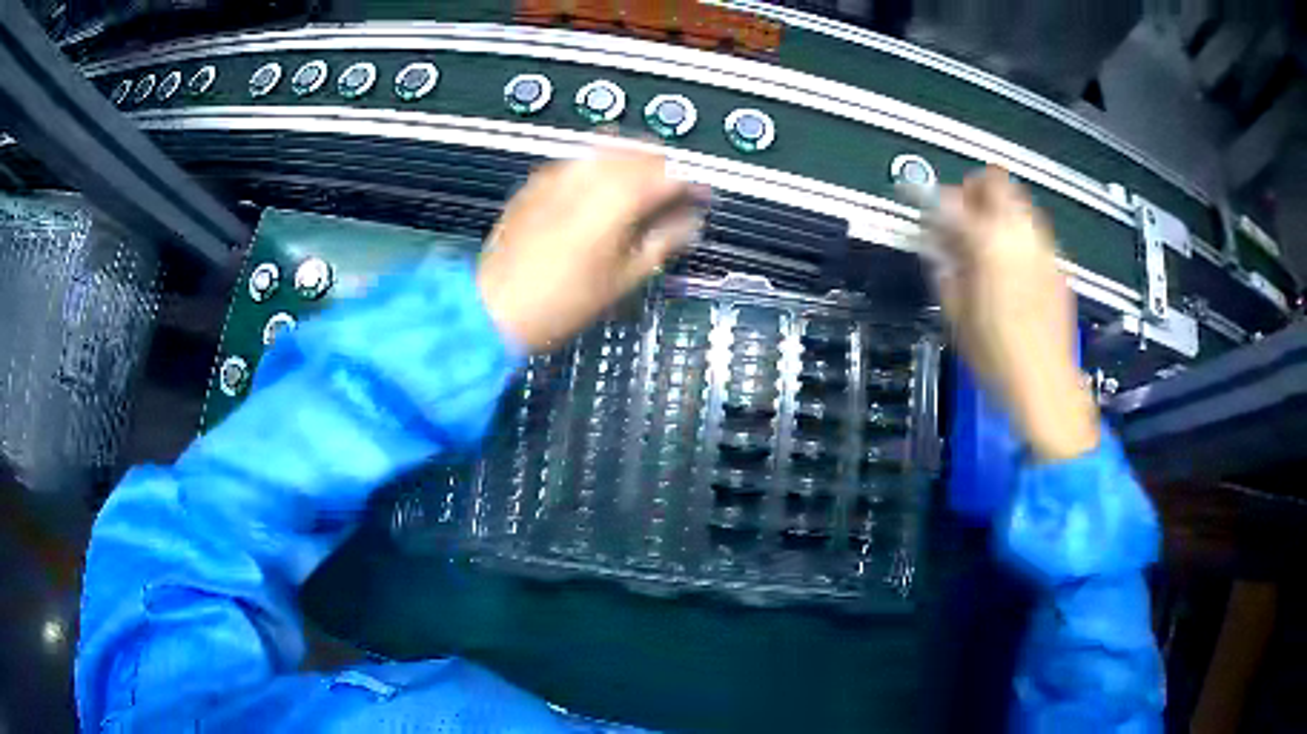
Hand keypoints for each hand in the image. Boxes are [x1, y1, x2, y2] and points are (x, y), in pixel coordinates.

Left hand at [477, 145, 706, 351]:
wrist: (494, 307)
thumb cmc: (560, 301)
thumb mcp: (624, 278)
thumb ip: (664, 241)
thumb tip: (689, 224)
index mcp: (618, 197)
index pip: (671, 173)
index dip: (694, 182)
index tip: (703, 196)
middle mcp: (589, 173)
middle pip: (642, 151)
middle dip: (665, 167)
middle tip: (676, 193)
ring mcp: (559, 173)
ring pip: (610, 148)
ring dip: (634, 162)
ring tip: (642, 189)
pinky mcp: (537, 181)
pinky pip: (579, 160)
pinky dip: (600, 167)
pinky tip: (602, 189)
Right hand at [926, 167, 1098, 461]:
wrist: (1046, 386)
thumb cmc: (997, 357)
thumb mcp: (957, 314)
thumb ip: (945, 268)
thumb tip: (938, 244)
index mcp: (989, 242)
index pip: (951, 200)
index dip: (930, 199)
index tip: (921, 205)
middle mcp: (1020, 233)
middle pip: (995, 180)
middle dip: (972, 190)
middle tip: (958, 216)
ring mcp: (1044, 247)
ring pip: (1018, 202)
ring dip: (996, 211)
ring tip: (983, 242)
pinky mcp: (1057, 265)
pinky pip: (1033, 233)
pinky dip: (1016, 236)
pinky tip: (1009, 268)